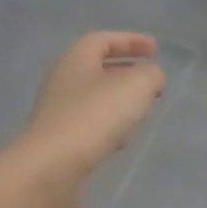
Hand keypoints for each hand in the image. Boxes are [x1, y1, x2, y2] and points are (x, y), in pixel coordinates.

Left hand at [11, 32, 165, 207]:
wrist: (51, 167)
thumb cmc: (94, 117)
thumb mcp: (135, 86)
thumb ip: (150, 75)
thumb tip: (152, 77)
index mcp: (76, 60)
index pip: (103, 40)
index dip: (130, 41)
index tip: (156, 49)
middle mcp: (62, 82)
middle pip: (97, 69)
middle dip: (127, 73)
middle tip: (152, 83)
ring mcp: (57, 113)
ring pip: (94, 99)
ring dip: (119, 102)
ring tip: (142, 112)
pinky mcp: (59, 141)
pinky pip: (89, 125)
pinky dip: (108, 127)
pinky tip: (121, 141)